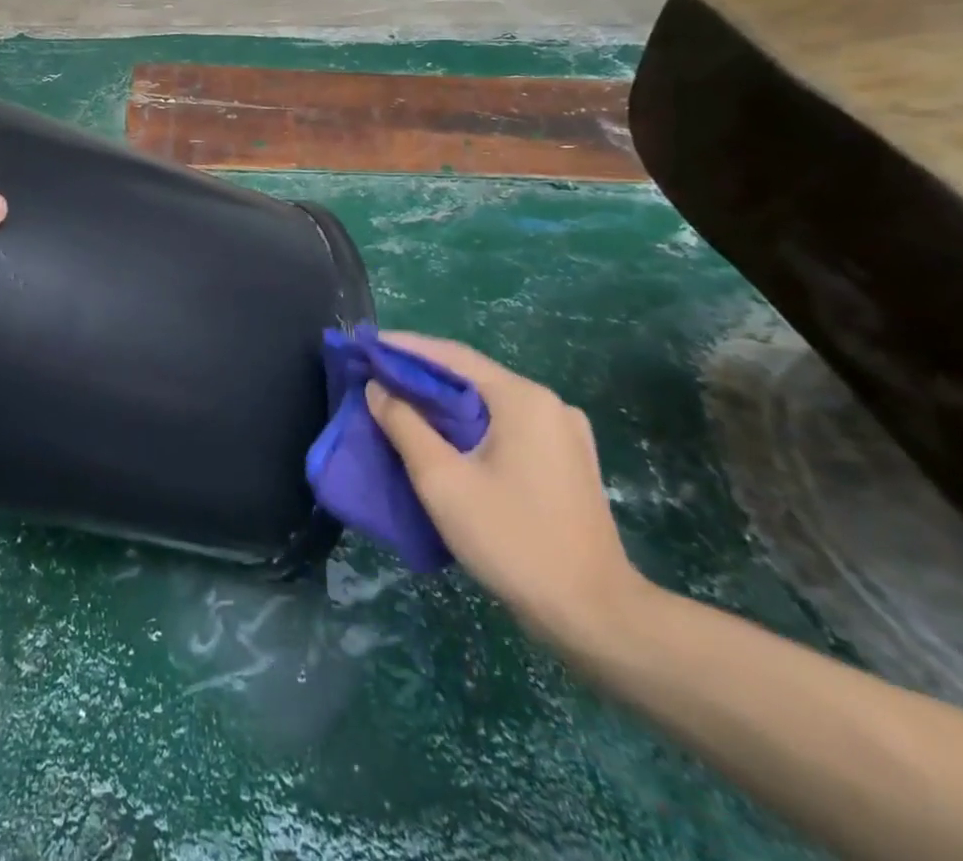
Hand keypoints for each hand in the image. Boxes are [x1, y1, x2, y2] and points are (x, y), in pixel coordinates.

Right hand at [365, 334, 647, 649]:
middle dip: (421, 375)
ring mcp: (564, 433)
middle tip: (375, 376)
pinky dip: (470, 423)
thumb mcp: (443, 482)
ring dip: (445, 401)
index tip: (366, 345)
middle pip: (472, 376)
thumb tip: (377, 388)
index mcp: (522, 399)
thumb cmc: (513, 540)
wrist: (596, 617)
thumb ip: (405, 426)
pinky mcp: (567, 460)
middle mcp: (548, 404)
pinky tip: (446, 437)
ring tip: (401, 404)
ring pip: (489, 402)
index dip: (404, 347)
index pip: (452, 355)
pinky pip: (507, 425)